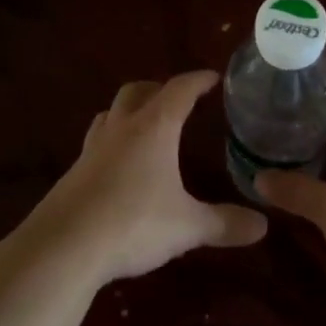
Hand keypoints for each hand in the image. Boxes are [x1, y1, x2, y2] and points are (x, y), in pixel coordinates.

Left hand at [25, 71, 267, 286]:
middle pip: (137, 91)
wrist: (62, 248)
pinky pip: (96, 143)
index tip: (212, 77)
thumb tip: (263, 225)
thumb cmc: (133, 224)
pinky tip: (119, 167)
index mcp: (153, 129)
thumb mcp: (187, 227)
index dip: (197, 80)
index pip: (179, 90)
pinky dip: (112, 142)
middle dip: (158, 88)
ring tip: (145, 124)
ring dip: (129, 110)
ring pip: (110, 113)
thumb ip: (225, 223)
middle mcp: (121, 130)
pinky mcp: (72, 174)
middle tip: (177, 98)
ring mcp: (91, 150)